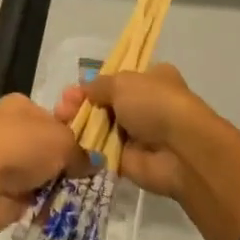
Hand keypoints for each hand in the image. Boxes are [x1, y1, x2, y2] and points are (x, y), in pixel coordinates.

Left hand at [0, 94, 85, 239]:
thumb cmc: (22, 146)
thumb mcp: (63, 141)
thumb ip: (81, 151)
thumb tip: (96, 162)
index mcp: (21, 105)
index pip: (53, 114)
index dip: (72, 128)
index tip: (92, 145)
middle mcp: (10, 128)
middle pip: (47, 144)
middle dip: (65, 159)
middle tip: (89, 172)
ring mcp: (3, 160)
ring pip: (39, 170)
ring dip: (55, 182)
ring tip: (80, 191)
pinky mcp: (0, 189)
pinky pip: (30, 195)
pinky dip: (43, 201)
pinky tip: (60, 206)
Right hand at [52, 63, 207, 199]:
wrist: (180, 150)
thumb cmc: (155, 104)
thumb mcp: (123, 82)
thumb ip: (99, 85)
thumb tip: (84, 89)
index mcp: (152, 79)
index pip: (118, 79)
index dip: (94, 84)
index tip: (73, 90)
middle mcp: (145, 105)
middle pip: (105, 103)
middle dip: (81, 104)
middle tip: (61, 108)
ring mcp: (137, 134)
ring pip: (100, 127)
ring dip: (79, 125)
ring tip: (60, 122)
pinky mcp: (128, 160)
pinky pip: (100, 152)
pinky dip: (85, 148)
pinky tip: (66, 142)